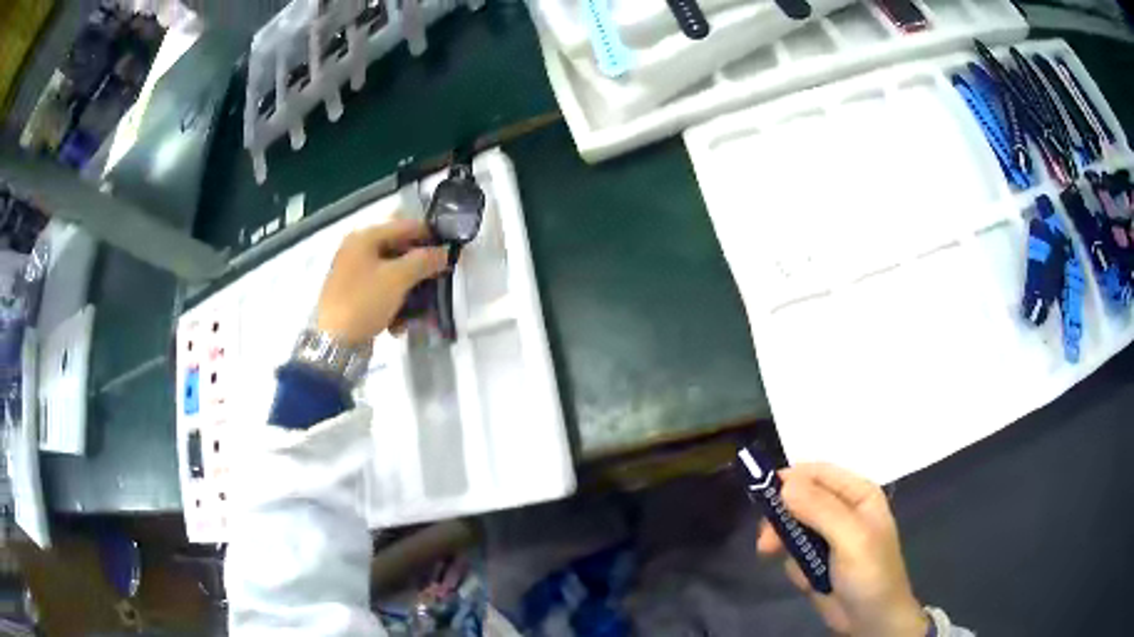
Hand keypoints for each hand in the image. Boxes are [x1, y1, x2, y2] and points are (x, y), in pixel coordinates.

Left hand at [316, 220, 447, 344]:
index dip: (431, 236)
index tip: (452, 251)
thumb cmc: (364, 301)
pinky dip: (394, 305)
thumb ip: (424, 260)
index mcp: (365, 237)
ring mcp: (354, 274)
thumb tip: (445, 252)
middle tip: (441, 281)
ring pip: (393, 275)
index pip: (406, 226)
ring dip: (410, 291)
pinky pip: (382, 292)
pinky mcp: (354, 296)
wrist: (333, 343)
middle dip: (421, 268)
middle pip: (399, 251)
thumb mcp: (398, 278)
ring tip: (423, 310)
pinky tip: (400, 325)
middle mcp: (357, 250)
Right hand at [757, 464, 927, 636]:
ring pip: (793, 526)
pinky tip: (805, 579)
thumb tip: (785, 483)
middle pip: (801, 499)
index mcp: (858, 494)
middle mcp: (843, 510)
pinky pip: (794, 553)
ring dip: (781, 541)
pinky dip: (793, 564)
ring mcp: (829, 537)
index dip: (791, 479)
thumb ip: (820, 509)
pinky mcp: (817, 561)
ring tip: (768, 555)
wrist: (872, 620)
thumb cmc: (870, 573)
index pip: (819, 473)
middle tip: (764, 539)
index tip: (761, 493)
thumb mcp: (850, 538)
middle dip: (781, 517)